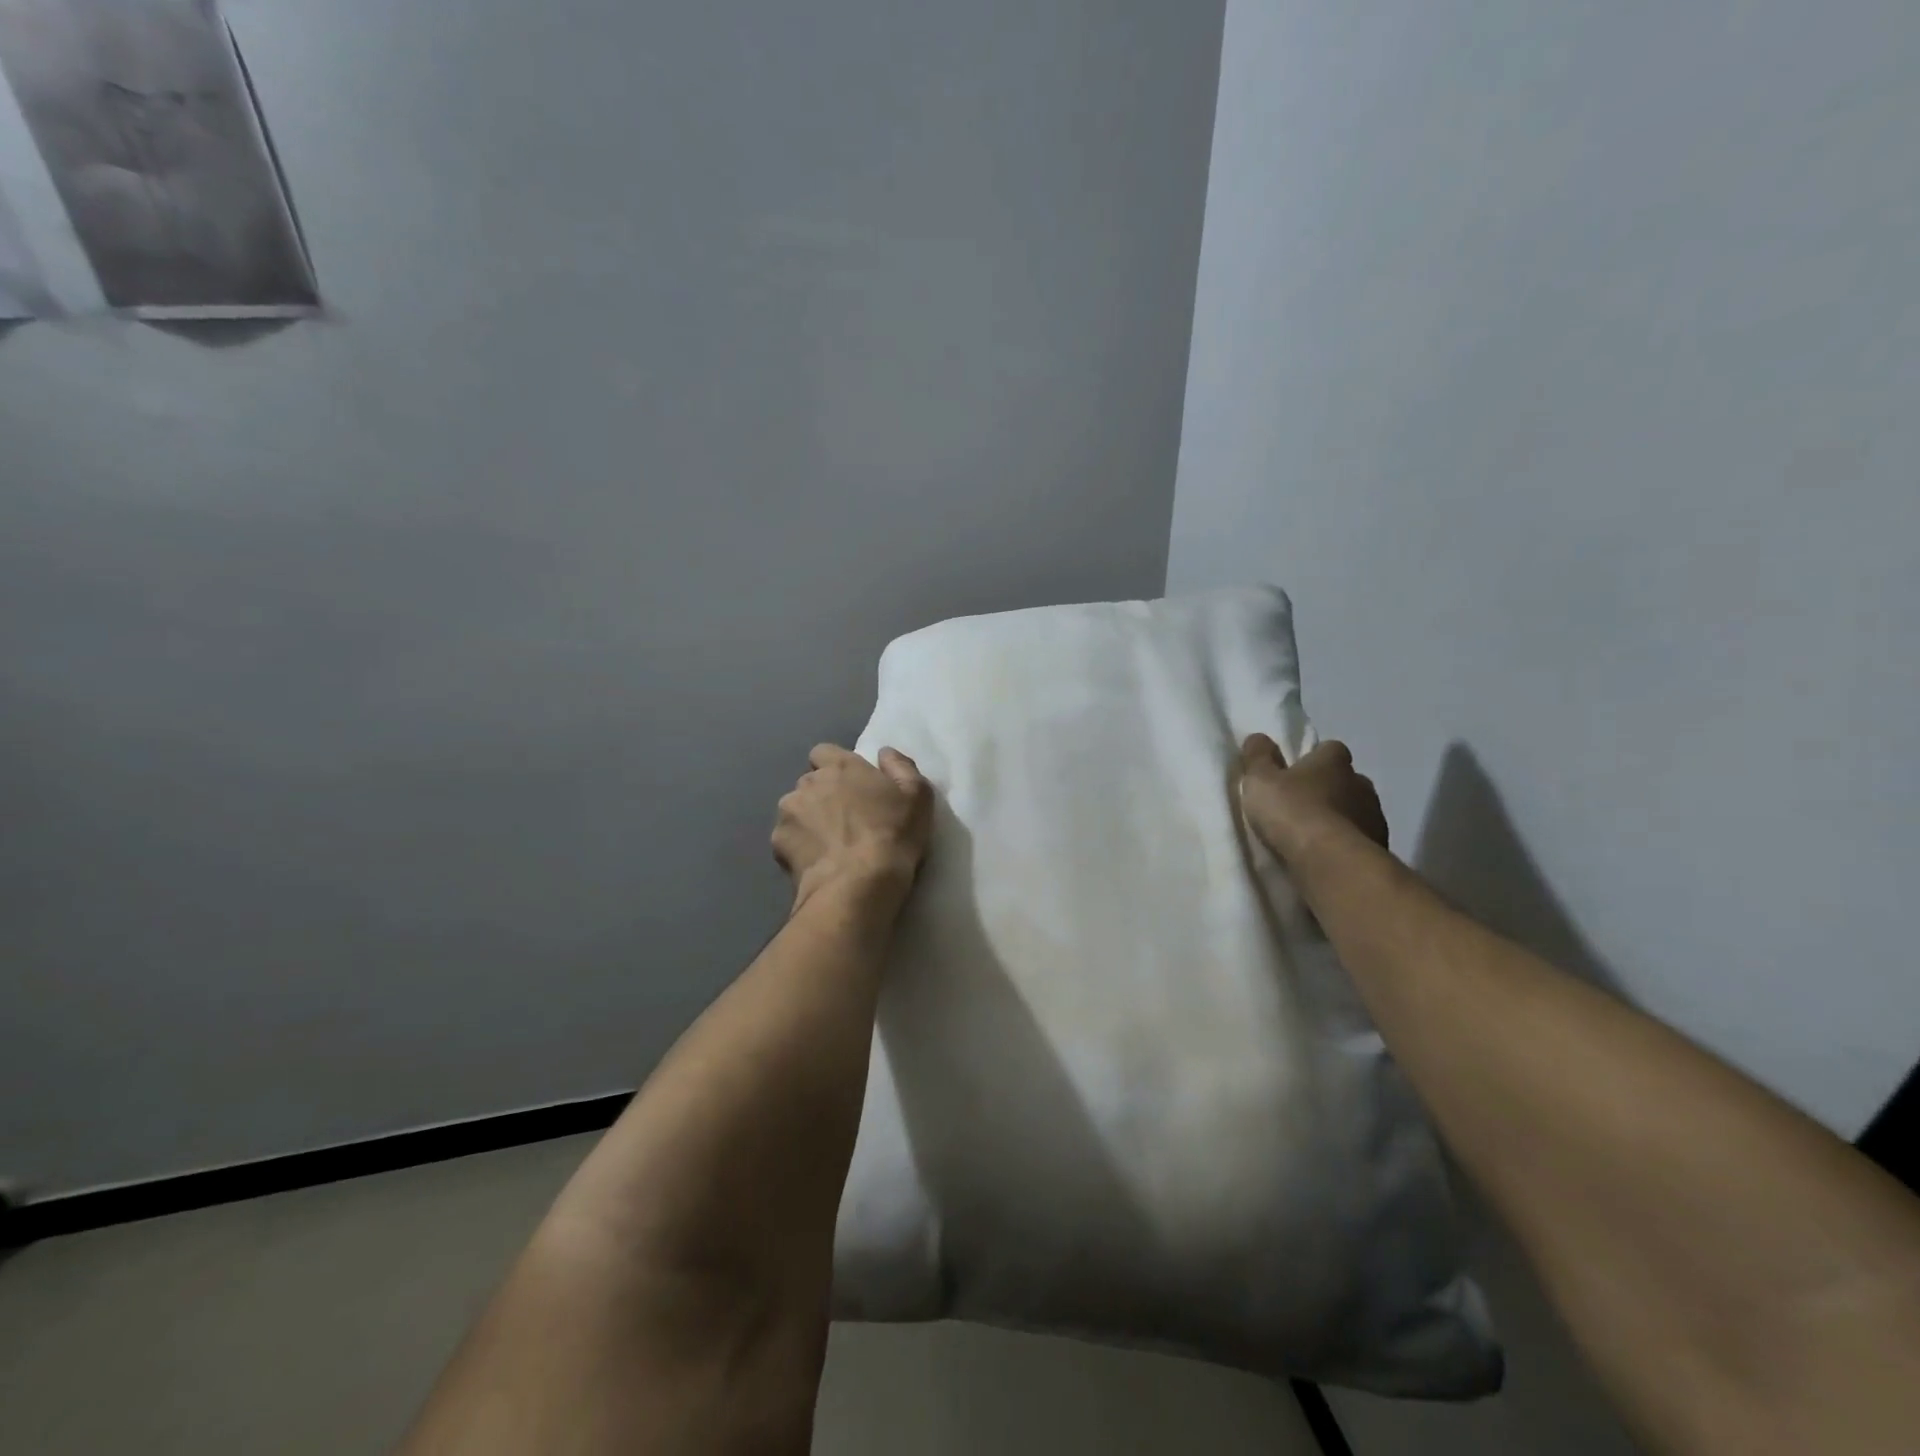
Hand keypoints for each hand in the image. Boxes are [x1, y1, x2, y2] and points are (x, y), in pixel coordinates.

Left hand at [772, 744, 933, 911]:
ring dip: (808, 819)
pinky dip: (798, 846)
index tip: (851, 786)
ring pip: (795, 809)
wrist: (857, 885)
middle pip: (810, 782)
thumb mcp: (918, 797)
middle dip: (823, 795)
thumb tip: (884, 753)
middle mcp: (808, 782)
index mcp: (841, 766)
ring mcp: (788, 812)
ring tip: (828, 844)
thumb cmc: (892, 835)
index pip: (823, 752)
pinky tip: (816, 862)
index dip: (834, 766)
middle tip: (845, 819)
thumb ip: (900, 767)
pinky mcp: (777, 842)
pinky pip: (787, 838)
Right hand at [1239, 734, 1388, 864]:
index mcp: (1334, 761)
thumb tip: (1258, 737)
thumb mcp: (1260, 780)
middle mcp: (1360, 783)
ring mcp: (1374, 816)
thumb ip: (1258, 757)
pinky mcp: (1380, 847)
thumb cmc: (1292, 811)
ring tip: (1313, 836)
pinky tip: (1327, 855)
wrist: (1330, 861)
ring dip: (1339, 818)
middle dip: (1328, 789)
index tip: (1295, 772)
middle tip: (1301, 805)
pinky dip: (1346, 843)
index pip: (1330, 749)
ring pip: (1356, 810)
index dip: (1313, 759)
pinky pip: (1360, 839)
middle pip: (1345, 780)